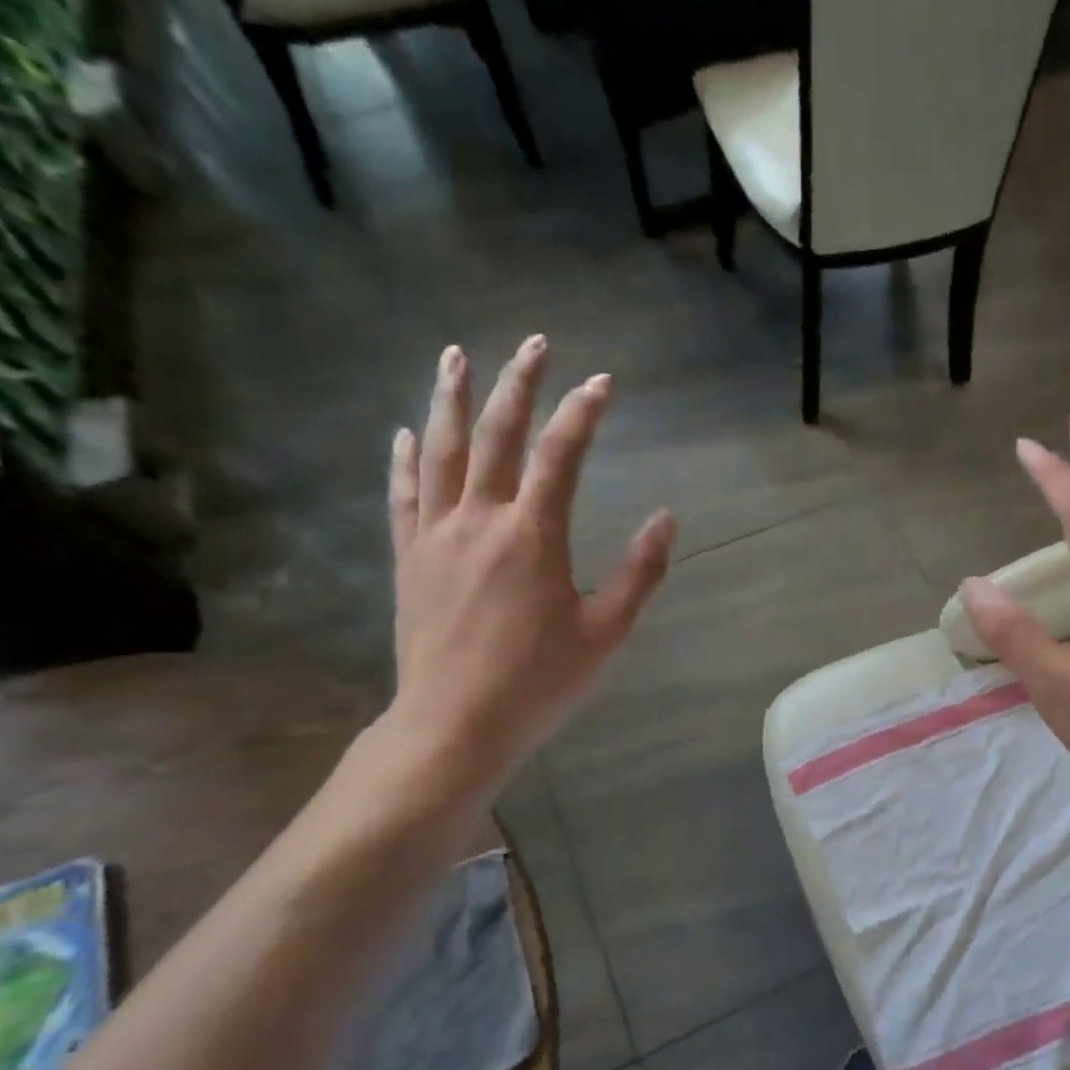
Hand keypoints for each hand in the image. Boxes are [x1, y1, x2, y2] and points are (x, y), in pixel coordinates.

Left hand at [383, 337, 674, 800]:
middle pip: (496, 435)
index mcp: (532, 535)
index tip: (603, 382)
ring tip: (456, 355)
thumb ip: (639, 572)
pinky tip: (405, 431)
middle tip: (535, 343)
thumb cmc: (538, 683)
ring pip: (440, 451)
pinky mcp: (409, 559)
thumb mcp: (607, 632)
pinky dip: (404, 458)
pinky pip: (403, 495)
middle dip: (518, 384)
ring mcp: (436, 536)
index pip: (561, 455)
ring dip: (449, 398)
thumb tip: (666, 518)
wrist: (454, 725)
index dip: (583, 413)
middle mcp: (479, 520)